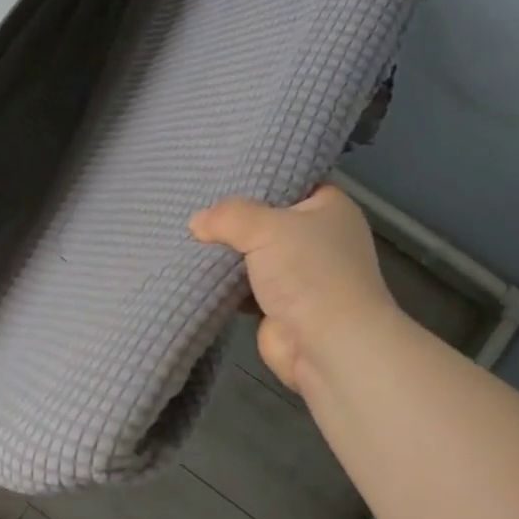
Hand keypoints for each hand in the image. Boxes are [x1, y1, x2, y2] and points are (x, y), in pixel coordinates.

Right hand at [190, 184, 398, 396]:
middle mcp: (319, 238)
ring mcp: (300, 274)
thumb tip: (197, 222)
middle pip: (268, 218)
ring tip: (188, 234)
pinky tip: (195, 269)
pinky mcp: (281, 305)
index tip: (222, 171)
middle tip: (195, 203)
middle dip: (235, 218)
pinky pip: (245, 285)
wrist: (329, 346)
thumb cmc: (309, 272)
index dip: (260, 176)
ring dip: (227, 252)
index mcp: (329, 208)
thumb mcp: (266, 228)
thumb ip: (228, 216)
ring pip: (254, 253)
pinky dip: (224, 282)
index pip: (292, 180)